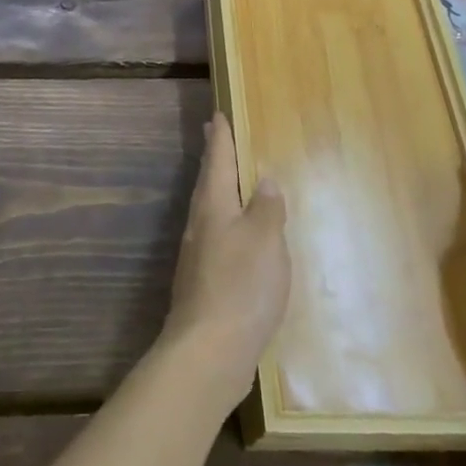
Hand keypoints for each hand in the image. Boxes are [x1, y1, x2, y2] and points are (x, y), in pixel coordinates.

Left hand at [162, 113, 290, 409]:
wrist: (208, 350)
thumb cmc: (241, 286)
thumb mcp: (266, 240)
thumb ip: (267, 207)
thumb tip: (264, 180)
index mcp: (214, 206)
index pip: (218, 160)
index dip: (220, 137)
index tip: (216, 114)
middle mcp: (200, 225)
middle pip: (208, 183)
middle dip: (214, 159)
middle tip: (215, 136)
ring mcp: (197, 255)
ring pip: (209, 210)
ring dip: (218, 190)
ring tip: (230, 181)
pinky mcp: (203, 283)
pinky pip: (216, 238)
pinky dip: (226, 224)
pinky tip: (237, 238)